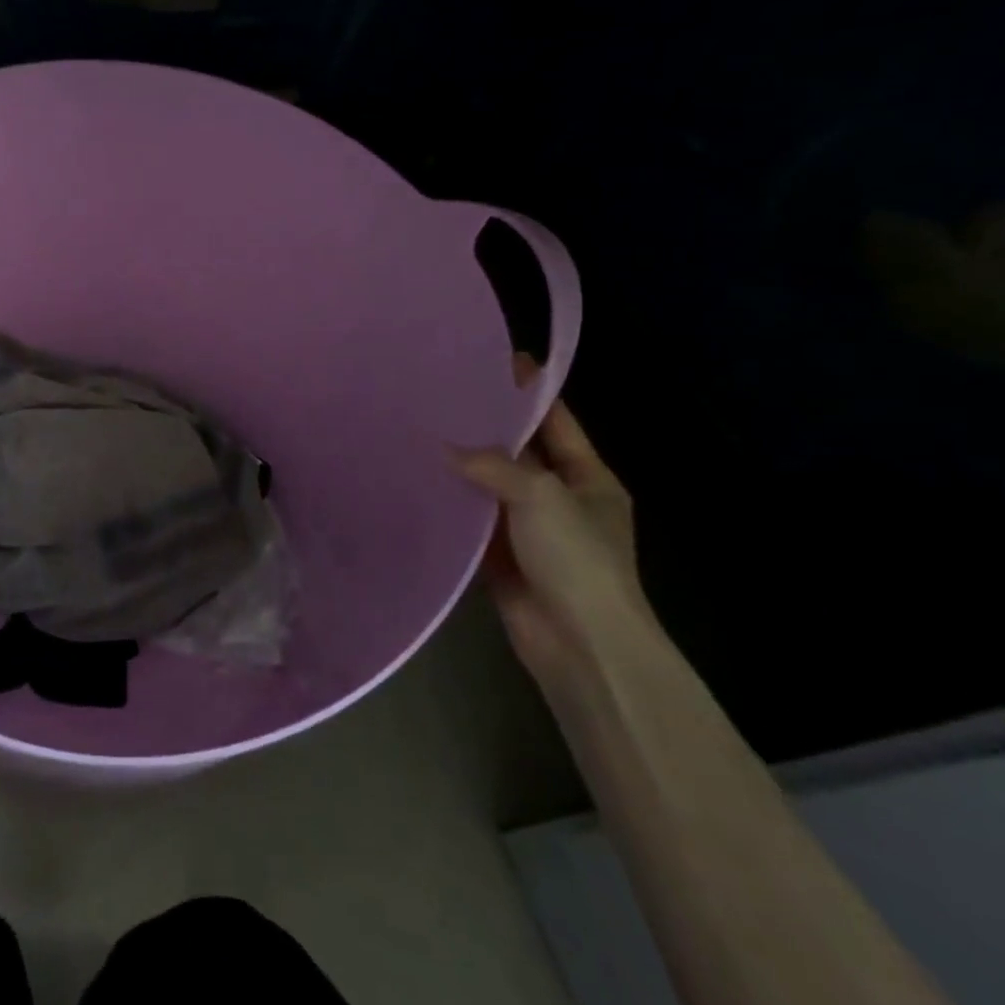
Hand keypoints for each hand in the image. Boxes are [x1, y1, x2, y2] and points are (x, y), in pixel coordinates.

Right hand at [446, 376, 647, 694]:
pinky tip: (417, 479)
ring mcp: (528, 529)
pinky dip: (450, 503)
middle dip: (486, 426)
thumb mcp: (542, 497)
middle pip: (520, 452)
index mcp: (587, 479)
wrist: (579, 644)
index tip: (498, 360)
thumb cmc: (577, 560)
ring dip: (462, 465)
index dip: (531, 392)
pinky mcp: (500, 556)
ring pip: (490, 485)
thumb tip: (444, 448)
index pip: (557, 423)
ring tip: (419, 428)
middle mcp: (558, 498)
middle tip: (442, 393)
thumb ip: (494, 465)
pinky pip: (471, 520)